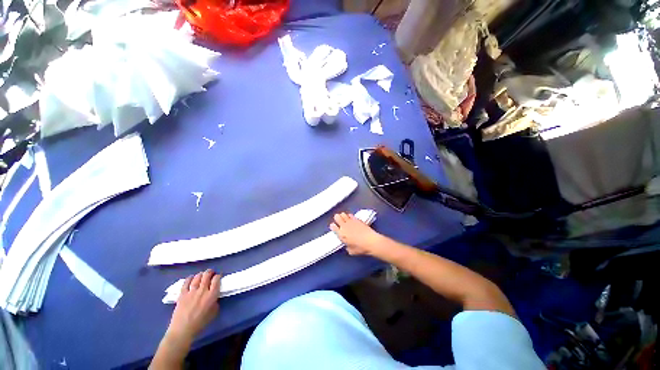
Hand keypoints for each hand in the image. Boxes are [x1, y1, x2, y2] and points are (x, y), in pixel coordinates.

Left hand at [166, 269, 220, 342]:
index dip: (218, 276)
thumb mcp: (214, 312)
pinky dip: (189, 278)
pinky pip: (186, 282)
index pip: (217, 279)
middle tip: (211, 273)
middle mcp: (202, 290)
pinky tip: (191, 278)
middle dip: (210, 272)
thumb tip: (215, 296)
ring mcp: (191, 292)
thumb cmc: (200, 323)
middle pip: (207, 275)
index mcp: (212, 295)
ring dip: (201, 274)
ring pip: (197, 277)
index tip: (218, 276)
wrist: (183, 329)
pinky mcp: (182, 294)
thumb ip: (215, 301)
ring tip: (202, 275)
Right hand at [330, 212, 383, 255]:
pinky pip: (350, 215)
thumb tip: (348, 245)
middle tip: (338, 220)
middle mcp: (344, 226)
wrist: (371, 241)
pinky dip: (349, 216)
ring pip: (343, 214)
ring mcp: (350, 222)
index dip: (333, 226)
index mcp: (341, 234)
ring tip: (343, 217)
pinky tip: (350, 217)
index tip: (333, 226)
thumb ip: (347, 247)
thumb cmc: (360, 248)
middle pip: (337, 217)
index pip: (333, 227)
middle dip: (337, 218)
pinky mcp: (356, 219)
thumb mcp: (351, 251)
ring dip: (342, 215)